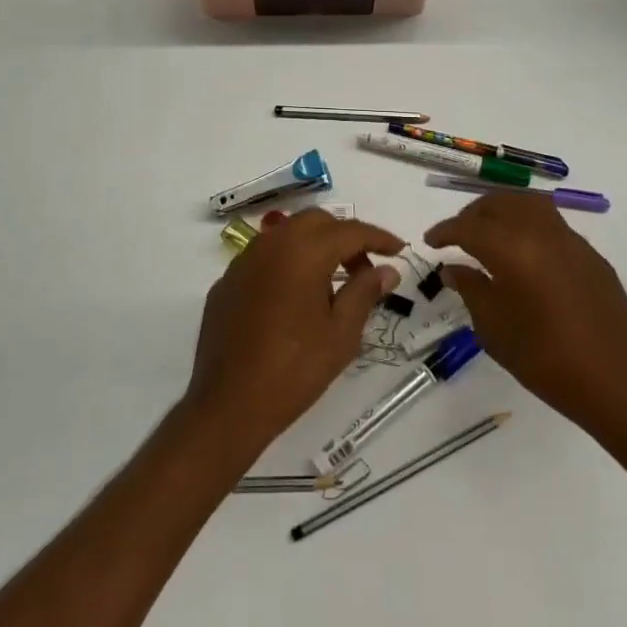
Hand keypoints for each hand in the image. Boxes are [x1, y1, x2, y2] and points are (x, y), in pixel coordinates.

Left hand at [184, 209, 403, 458]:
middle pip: (316, 222)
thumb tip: (387, 269)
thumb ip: (364, 292)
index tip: (399, 249)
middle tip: (365, 269)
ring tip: (333, 284)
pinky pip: (265, 258)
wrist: (229, 404)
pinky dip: (288, 264)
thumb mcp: (341, 334)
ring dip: (315, 246)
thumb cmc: (294, 370)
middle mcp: (271, 244)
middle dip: (345, 237)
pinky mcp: (227, 281)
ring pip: (287, 234)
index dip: (378, 238)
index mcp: (303, 252)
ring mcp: (243, 261)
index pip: (349, 231)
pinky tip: (295, 299)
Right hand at [425, 194, 626, 440]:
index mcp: (512, 249)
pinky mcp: (591, 255)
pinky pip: (552, 224)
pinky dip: (529, 226)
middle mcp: (541, 232)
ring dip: (503, 211)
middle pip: (499, 203)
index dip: (444, 231)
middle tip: (458, 236)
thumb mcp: (494, 329)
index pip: (468, 227)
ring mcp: (571, 240)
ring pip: (529, 204)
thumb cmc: (545, 359)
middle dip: (473, 214)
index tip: (430, 242)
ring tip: (490, 235)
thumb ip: (471, 289)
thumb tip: (453, 268)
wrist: (616, 382)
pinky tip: (525, 256)